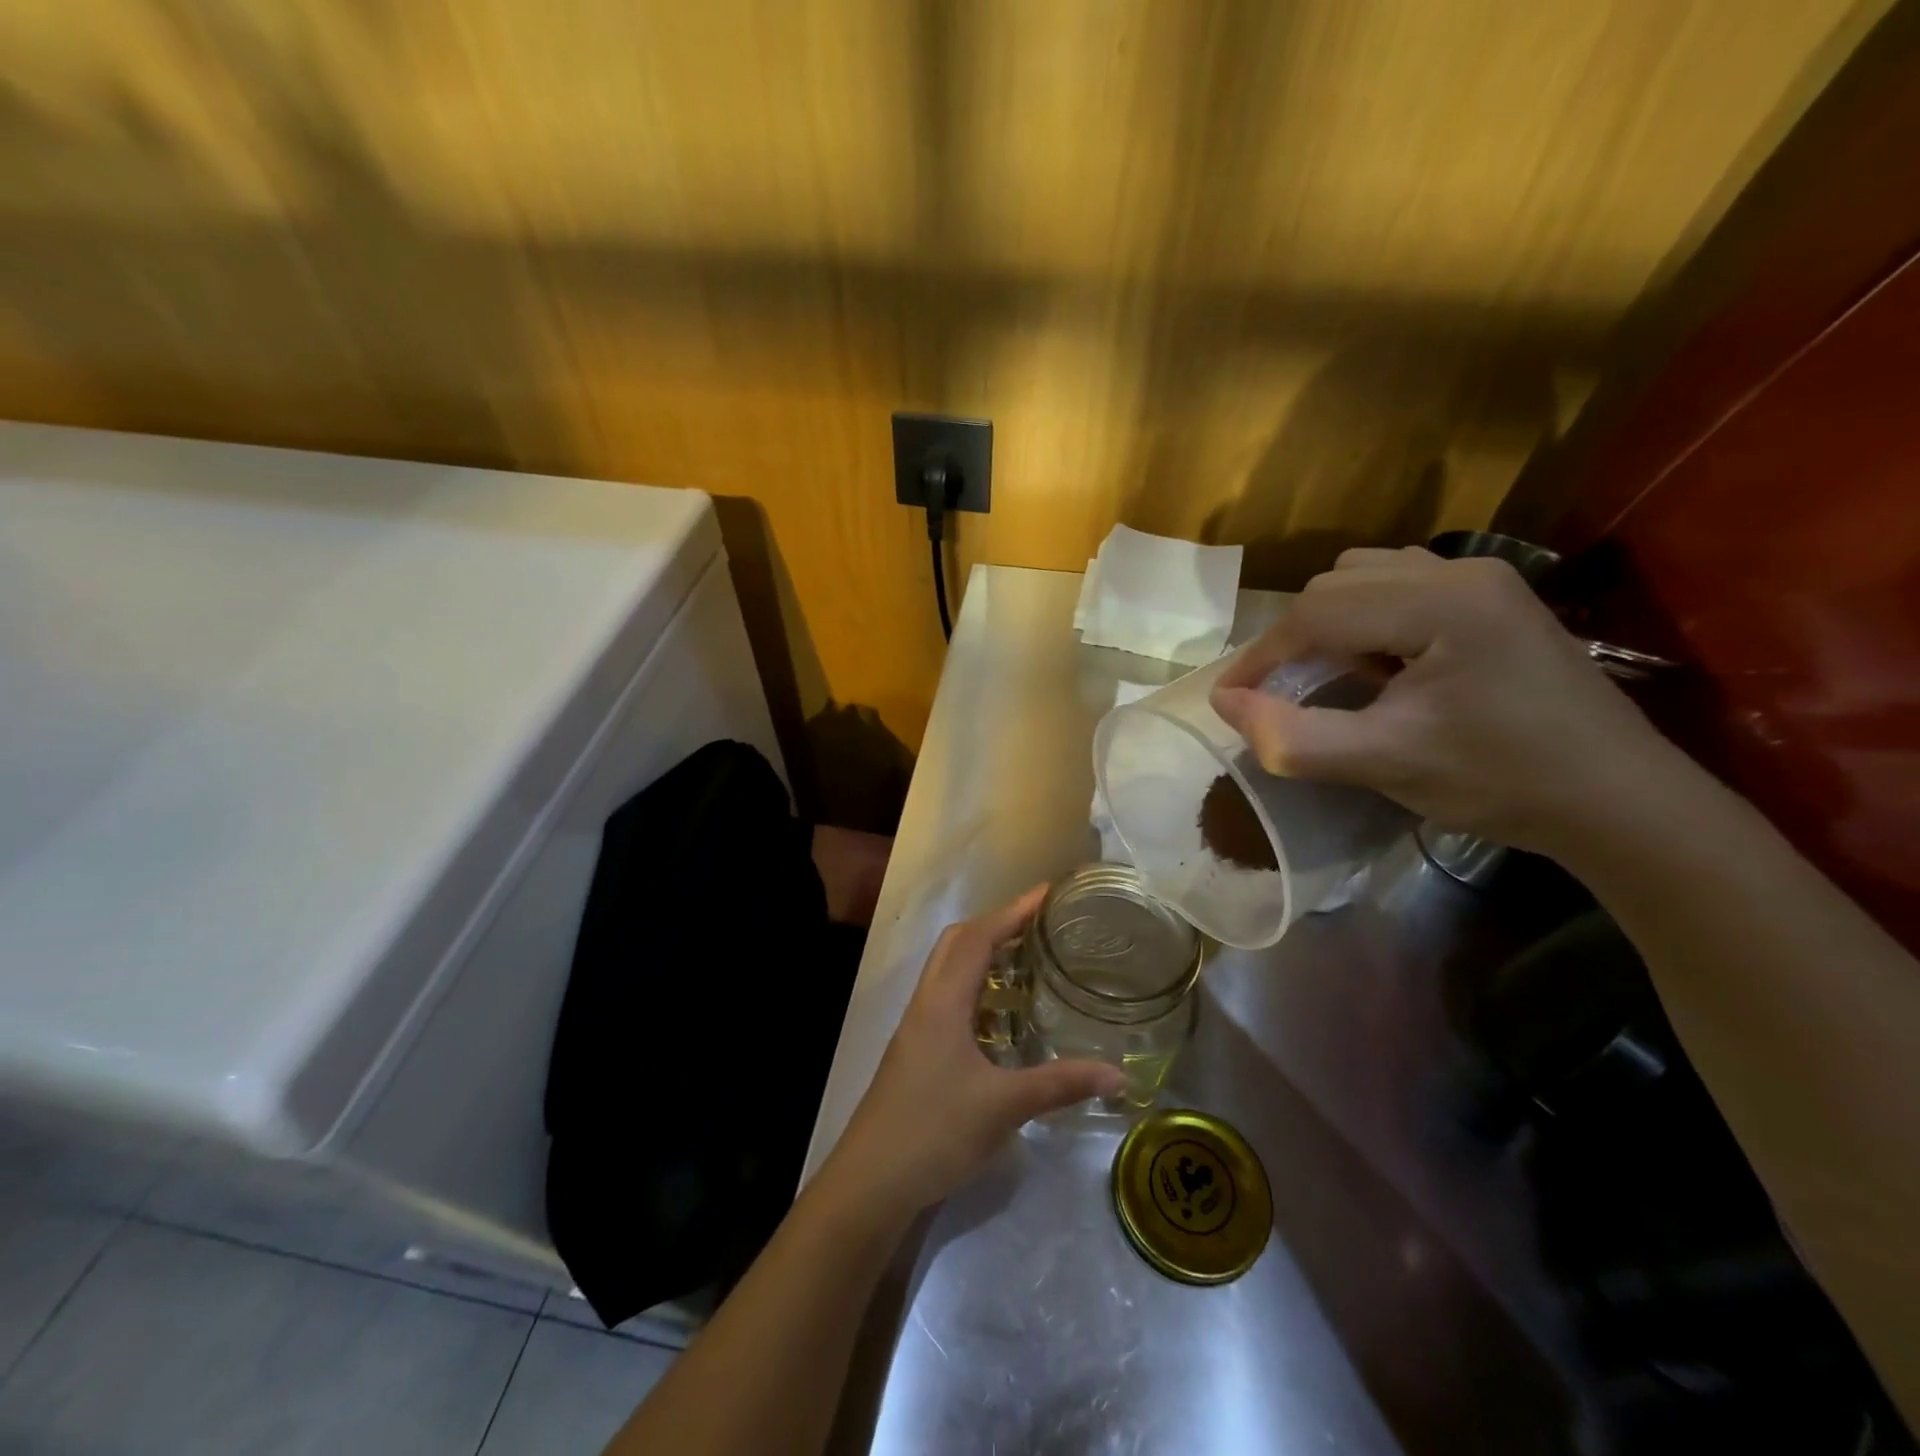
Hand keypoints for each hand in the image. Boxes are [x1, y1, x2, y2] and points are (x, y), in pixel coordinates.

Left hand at [819, 887, 1124, 1221]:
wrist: (871, 1181)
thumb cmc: (935, 1131)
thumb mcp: (1004, 1106)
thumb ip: (1060, 1084)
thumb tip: (1118, 1074)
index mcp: (943, 1001)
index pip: (978, 937)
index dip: (1012, 911)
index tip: (1046, 893)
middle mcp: (926, 1003)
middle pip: (957, 942)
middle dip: (996, 924)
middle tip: (1038, 925)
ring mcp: (916, 1027)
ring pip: (948, 970)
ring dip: (982, 954)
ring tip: (1025, 960)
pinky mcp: (915, 1049)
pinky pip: (947, 997)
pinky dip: (975, 988)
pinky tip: (1000, 1017)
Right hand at [1210, 546, 1681, 853]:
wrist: (1616, 799)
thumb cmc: (1501, 781)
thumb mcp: (1384, 765)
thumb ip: (1293, 737)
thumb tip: (1224, 703)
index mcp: (1442, 603)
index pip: (1318, 610)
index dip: (1262, 655)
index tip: (1230, 698)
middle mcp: (1462, 571)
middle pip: (1337, 584)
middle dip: (1293, 639)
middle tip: (1275, 694)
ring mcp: (1482, 579)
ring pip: (1364, 578)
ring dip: (1326, 625)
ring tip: (1324, 677)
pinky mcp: (1491, 598)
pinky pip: (1398, 587)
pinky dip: (1363, 620)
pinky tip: (1374, 663)